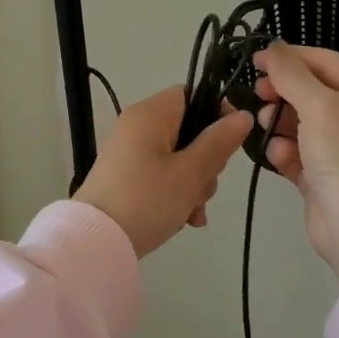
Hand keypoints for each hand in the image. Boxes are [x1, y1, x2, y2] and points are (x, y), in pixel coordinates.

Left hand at [74, 86, 253, 258]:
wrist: (96, 243)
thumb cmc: (147, 200)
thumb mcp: (190, 173)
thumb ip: (219, 142)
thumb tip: (243, 115)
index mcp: (150, 114)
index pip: (191, 95)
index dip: (216, 114)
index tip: (229, 143)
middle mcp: (137, 126)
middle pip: (188, 129)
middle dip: (206, 161)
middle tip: (204, 186)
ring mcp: (129, 152)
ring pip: (178, 157)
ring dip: (193, 183)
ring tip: (192, 212)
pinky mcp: (125, 177)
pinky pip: (161, 174)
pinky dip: (175, 193)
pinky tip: (184, 219)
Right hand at [253, 42, 338, 286]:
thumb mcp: (319, 107)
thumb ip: (292, 74)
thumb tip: (273, 46)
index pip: (327, 62)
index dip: (290, 57)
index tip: (254, 59)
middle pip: (313, 90)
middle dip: (283, 92)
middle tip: (256, 93)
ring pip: (302, 121)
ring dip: (280, 122)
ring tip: (265, 126)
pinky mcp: (328, 174)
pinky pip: (300, 150)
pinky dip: (286, 151)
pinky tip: (280, 158)